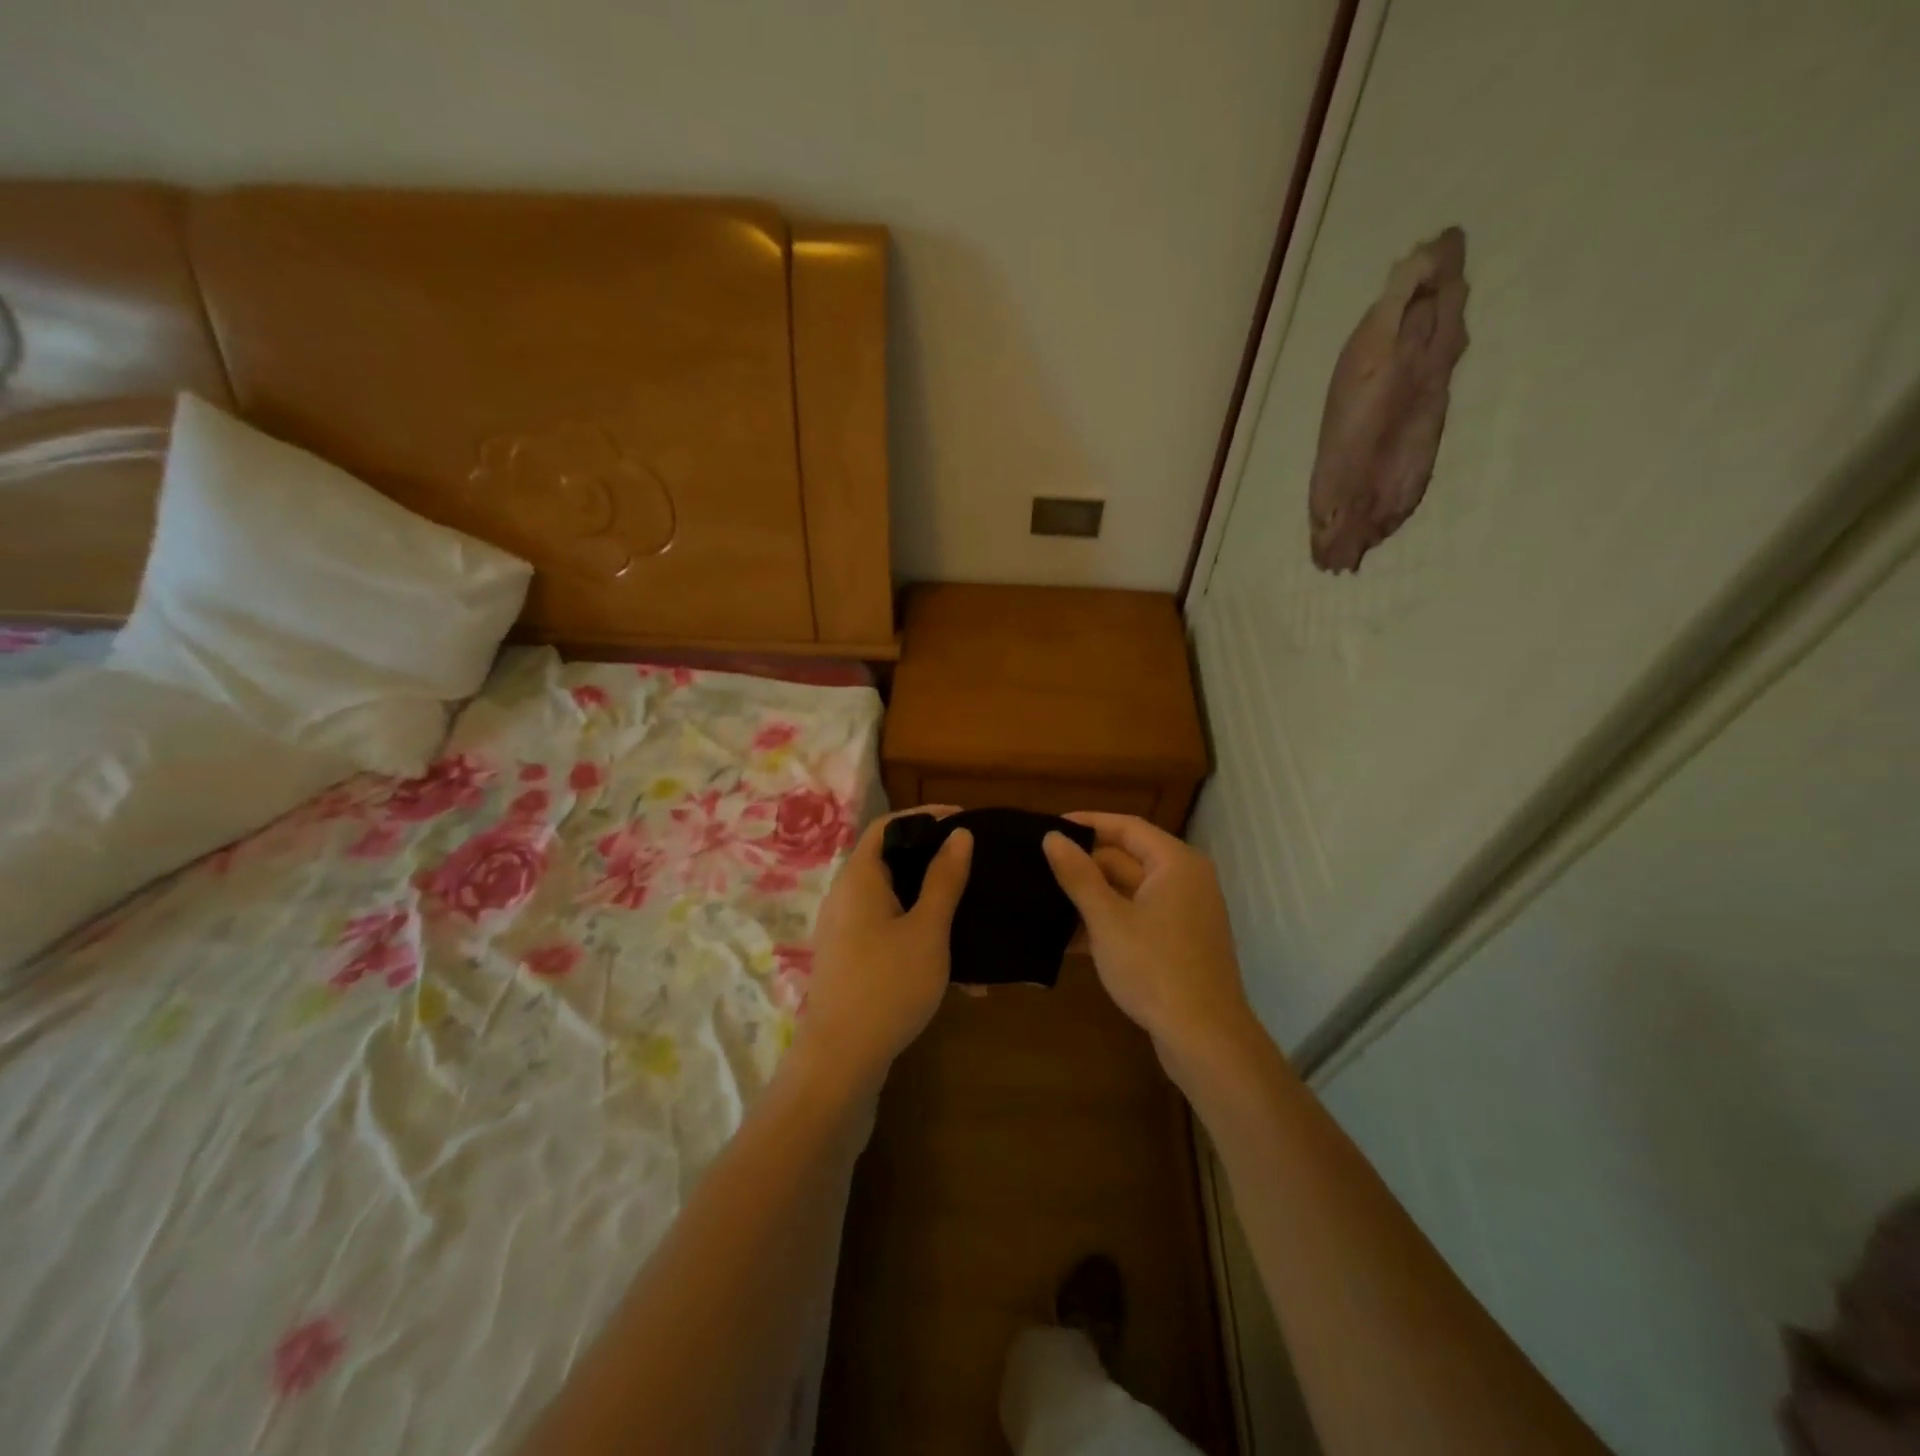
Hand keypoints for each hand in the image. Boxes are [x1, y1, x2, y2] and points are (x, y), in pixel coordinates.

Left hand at [789, 806, 972, 1095]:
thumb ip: (944, 879)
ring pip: (894, 899)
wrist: (841, 1058)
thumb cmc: (888, 984)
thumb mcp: (928, 929)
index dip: (925, 817)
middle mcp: (846, 895)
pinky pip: (889, 929)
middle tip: (973, 863)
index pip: (888, 826)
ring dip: (932, 904)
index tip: (963, 819)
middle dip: (934, 861)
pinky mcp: (851, 957)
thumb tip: (959, 834)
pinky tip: (957, 968)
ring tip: (971, 915)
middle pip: (891, 860)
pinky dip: (919, 933)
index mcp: (860, 878)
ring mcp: (845, 928)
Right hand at [1043, 813, 1259, 1075]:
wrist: (1205, 1039)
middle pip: (1127, 859)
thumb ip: (1078, 876)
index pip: (1127, 827)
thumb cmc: (1155, 968)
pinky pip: (1136, 919)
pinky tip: (1067, 939)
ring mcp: (1183, 915)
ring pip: (1128, 893)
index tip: (1049, 826)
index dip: (1088, 823)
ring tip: (1043, 900)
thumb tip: (1052, 837)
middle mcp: (1184, 882)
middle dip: (1084, 865)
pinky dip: (1106, 924)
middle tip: (1038, 866)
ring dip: (1090, 898)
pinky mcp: (1177, 945)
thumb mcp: (1108, 919)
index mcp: (1175, 864)